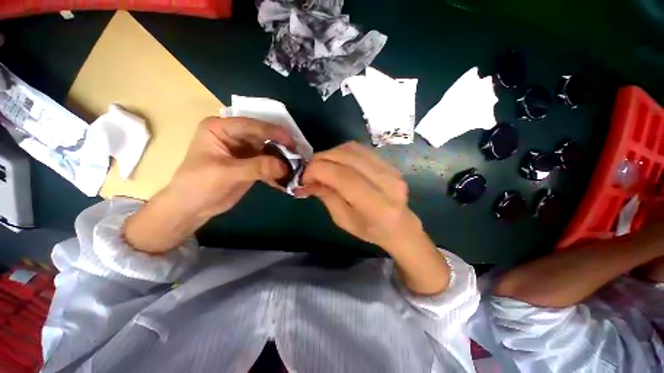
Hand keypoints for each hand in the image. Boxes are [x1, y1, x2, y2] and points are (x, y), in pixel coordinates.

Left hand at [124, 117, 292, 252]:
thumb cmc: (199, 185)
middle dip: (281, 145)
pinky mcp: (251, 163)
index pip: (252, 125)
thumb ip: (257, 167)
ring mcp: (245, 149)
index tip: (292, 143)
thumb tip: (286, 167)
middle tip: (298, 155)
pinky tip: (288, 176)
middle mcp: (235, 135)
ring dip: (282, 158)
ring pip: (269, 149)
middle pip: (264, 135)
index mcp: (222, 128)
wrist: (193, 207)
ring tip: (296, 166)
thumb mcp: (226, 173)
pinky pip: (269, 162)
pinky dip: (278, 169)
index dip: (274, 132)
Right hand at [298, 141, 449, 294]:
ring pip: (353, 149)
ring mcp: (391, 170)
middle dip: (322, 159)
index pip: (343, 177)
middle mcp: (387, 183)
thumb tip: (308, 179)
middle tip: (310, 169)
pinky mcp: (389, 163)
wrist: (400, 225)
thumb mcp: (343, 219)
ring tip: (322, 164)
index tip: (304, 176)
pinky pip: (361, 149)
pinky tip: (337, 161)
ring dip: (331, 153)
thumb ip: (326, 196)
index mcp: (376, 206)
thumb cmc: (370, 229)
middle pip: (348, 158)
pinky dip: (343, 152)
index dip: (318, 171)